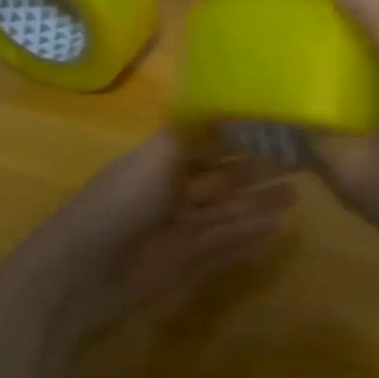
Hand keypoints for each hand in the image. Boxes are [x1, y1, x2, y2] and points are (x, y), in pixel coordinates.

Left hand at [0, 131, 294, 347]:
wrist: (78, 274)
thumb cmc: (117, 206)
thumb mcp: (155, 158)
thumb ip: (190, 134)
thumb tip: (220, 103)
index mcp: (163, 163)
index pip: (209, 145)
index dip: (240, 138)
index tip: (276, 127)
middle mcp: (174, 193)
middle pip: (224, 180)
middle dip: (257, 172)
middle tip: (300, 164)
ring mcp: (181, 230)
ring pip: (229, 213)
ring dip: (259, 205)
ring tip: (296, 197)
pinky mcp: (186, 262)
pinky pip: (224, 246)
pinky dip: (248, 238)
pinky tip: (276, 230)